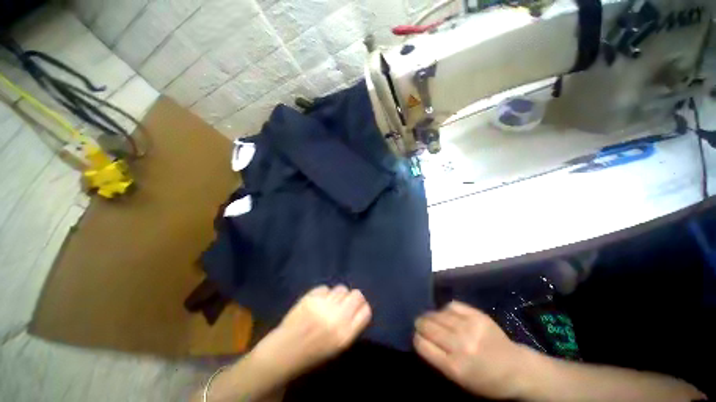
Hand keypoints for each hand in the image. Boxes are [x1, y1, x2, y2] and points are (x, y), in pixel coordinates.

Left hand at [252, 285, 371, 380]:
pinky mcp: (310, 298)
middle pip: (357, 295)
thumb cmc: (312, 353)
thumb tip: (359, 306)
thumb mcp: (338, 346)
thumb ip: (351, 326)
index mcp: (345, 335)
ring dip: (338, 294)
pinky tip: (317, 301)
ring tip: (329, 302)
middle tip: (344, 303)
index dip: (362, 307)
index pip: (366, 310)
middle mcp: (337, 318)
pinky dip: (323, 293)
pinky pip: (325, 288)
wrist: (283, 353)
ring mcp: (323, 306)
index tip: (356, 308)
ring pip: (341, 288)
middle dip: (352, 297)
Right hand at [414, 301, 529, 399]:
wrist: (516, 368)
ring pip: (438, 314)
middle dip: (420, 324)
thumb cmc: (486, 380)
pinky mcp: (477, 315)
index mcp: (454, 366)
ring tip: (430, 318)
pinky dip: (445, 309)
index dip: (417, 338)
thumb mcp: (459, 379)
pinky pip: (452, 306)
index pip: (422, 344)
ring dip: (430, 316)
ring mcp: (470, 327)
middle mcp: (460, 344)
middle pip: (428, 326)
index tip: (417, 336)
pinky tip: (446, 314)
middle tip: (420, 324)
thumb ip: (438, 359)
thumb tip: (421, 338)